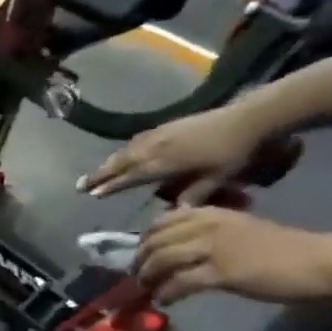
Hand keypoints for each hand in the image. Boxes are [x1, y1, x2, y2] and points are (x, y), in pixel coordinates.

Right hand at [81, 106, 278, 200]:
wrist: (251, 117)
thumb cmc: (236, 151)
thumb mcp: (219, 178)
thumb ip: (194, 194)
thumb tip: (173, 213)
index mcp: (165, 162)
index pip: (131, 177)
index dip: (111, 186)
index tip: (93, 194)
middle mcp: (156, 147)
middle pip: (120, 162)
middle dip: (99, 174)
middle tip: (80, 185)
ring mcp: (160, 135)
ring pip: (126, 151)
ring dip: (108, 162)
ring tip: (95, 172)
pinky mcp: (166, 126)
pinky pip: (136, 141)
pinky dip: (124, 150)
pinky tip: (123, 152)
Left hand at [136, 207, 331, 305]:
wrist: (319, 262)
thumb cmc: (281, 247)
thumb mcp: (237, 228)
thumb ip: (206, 231)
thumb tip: (173, 244)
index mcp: (211, 213)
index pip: (161, 222)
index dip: (145, 240)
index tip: (141, 254)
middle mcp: (207, 226)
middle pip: (156, 242)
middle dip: (141, 260)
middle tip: (138, 276)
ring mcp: (214, 248)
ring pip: (162, 261)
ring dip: (149, 277)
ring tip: (147, 289)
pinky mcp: (223, 272)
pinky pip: (180, 282)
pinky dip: (167, 292)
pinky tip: (164, 300)